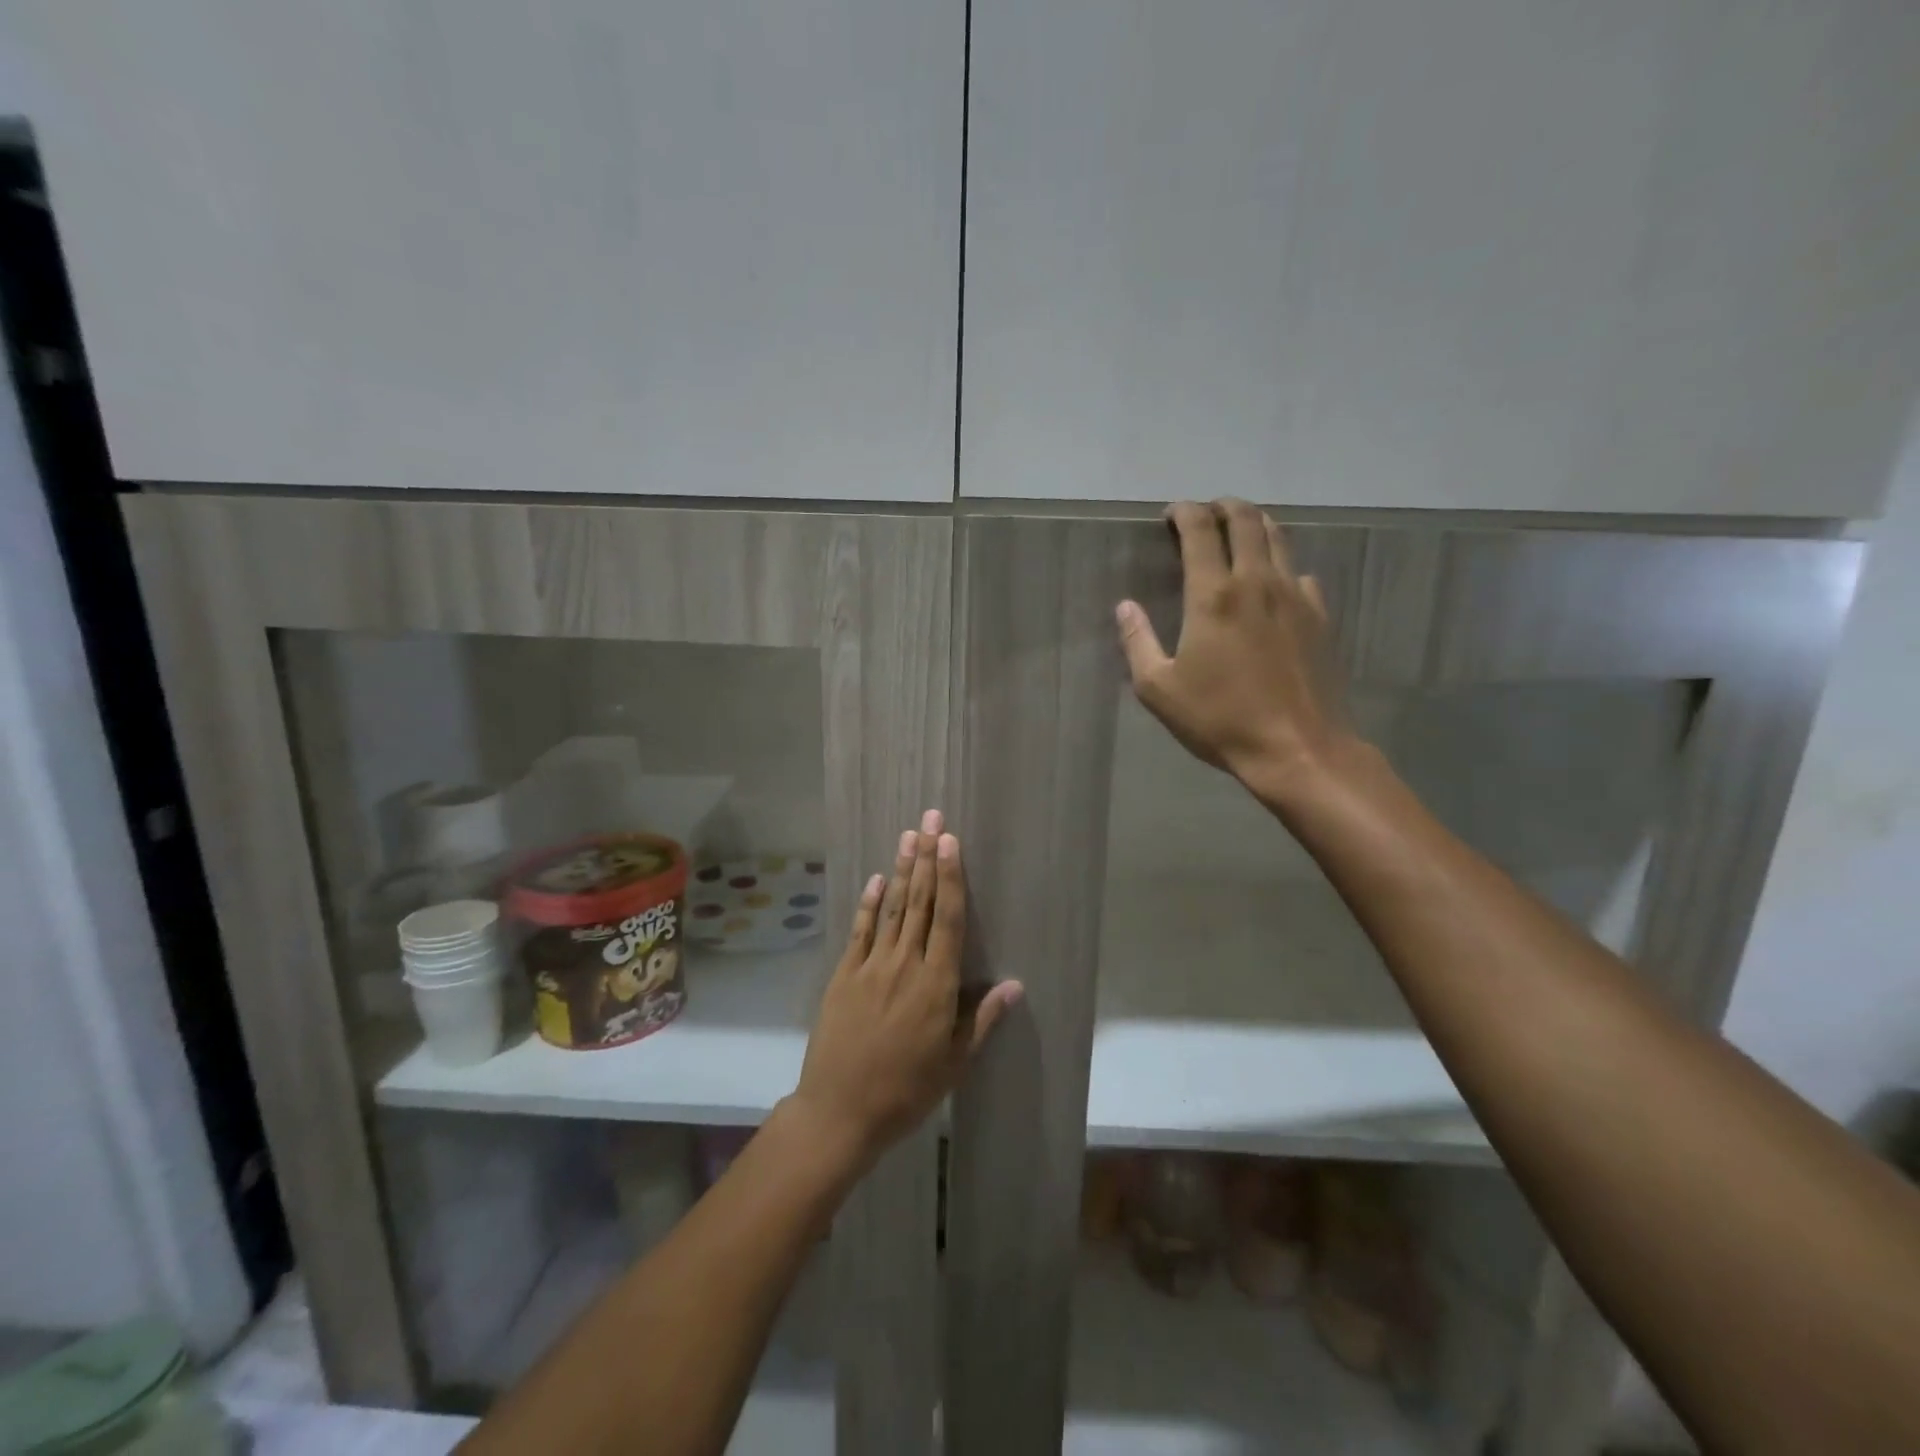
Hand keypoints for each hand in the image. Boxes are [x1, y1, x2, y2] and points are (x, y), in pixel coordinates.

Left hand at [788, 811, 1022, 1168]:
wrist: (840, 1111)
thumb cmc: (906, 1091)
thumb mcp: (954, 1063)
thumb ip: (982, 1019)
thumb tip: (1015, 984)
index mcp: (936, 985)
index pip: (949, 920)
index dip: (951, 878)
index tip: (951, 842)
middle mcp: (905, 964)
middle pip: (920, 903)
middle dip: (927, 858)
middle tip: (931, 819)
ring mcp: (871, 966)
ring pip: (892, 909)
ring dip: (902, 870)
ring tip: (909, 835)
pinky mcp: (844, 975)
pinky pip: (860, 931)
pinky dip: (868, 904)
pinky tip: (876, 879)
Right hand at [1116, 499, 1357, 797]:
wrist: (1297, 748)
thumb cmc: (1220, 719)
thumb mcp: (1159, 689)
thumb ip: (1138, 642)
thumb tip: (1125, 607)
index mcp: (1213, 596)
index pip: (1199, 530)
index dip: (1184, 512)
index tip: (1171, 514)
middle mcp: (1257, 582)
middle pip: (1245, 520)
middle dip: (1222, 506)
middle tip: (1205, 512)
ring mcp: (1294, 596)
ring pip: (1278, 538)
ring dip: (1255, 525)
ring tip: (1238, 531)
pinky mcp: (1319, 616)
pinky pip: (1300, 573)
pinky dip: (1281, 565)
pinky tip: (1273, 584)